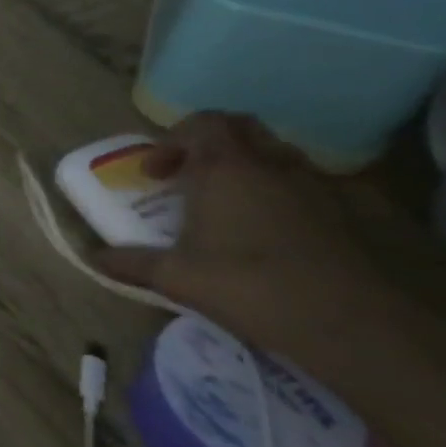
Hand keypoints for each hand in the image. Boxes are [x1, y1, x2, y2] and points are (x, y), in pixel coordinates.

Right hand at [94, 112, 387, 356]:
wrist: (350, 323)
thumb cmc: (247, 285)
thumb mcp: (175, 277)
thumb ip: (131, 262)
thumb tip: (94, 257)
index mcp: (225, 169)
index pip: (201, 123)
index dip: (173, 140)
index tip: (157, 174)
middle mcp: (271, 166)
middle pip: (242, 128)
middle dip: (212, 143)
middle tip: (192, 176)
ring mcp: (317, 187)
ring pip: (278, 155)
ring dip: (250, 167)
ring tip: (230, 204)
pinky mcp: (350, 213)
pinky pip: (310, 185)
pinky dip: (285, 194)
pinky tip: (274, 231)